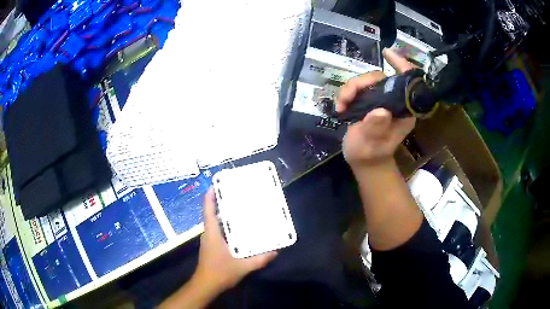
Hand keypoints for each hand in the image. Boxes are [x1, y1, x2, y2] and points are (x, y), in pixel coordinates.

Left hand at [193, 188, 276, 292]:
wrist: (206, 285)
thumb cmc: (220, 273)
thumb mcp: (243, 267)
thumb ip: (260, 259)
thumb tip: (275, 251)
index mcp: (212, 233)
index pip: (208, 209)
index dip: (210, 195)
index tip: (217, 183)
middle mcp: (208, 233)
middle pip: (212, 212)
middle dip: (221, 201)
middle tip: (237, 193)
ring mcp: (209, 239)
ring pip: (215, 221)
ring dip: (224, 213)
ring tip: (239, 207)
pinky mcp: (211, 245)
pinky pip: (217, 230)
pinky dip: (225, 224)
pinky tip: (237, 227)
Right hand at [336, 49, 416, 168]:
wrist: (365, 161)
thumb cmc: (370, 155)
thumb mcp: (370, 145)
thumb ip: (375, 128)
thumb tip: (380, 111)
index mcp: (404, 111)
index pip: (407, 82)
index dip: (400, 65)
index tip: (387, 54)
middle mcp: (395, 102)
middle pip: (380, 78)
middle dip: (361, 83)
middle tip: (346, 97)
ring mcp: (382, 100)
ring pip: (367, 81)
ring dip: (351, 89)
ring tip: (341, 106)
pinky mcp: (371, 101)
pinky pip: (359, 88)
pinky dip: (347, 93)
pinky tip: (341, 106)